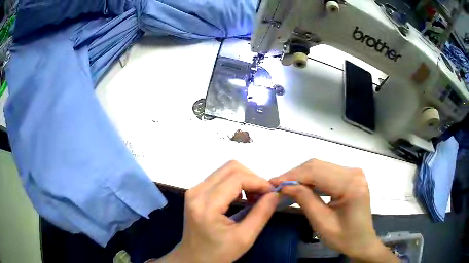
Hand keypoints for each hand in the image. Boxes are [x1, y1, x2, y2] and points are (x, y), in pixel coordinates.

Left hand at [158, 161, 278, 262]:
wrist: (193, 258)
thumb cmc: (218, 253)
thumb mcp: (244, 238)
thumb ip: (261, 214)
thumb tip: (275, 194)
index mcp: (206, 204)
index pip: (237, 178)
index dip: (258, 181)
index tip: (272, 193)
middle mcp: (197, 192)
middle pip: (230, 168)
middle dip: (252, 178)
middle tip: (263, 196)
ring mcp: (194, 190)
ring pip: (225, 171)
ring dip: (244, 180)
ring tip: (253, 199)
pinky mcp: (195, 192)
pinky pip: (219, 178)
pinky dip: (235, 184)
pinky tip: (241, 198)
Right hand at [270, 159, 397, 262]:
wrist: (362, 241)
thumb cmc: (344, 238)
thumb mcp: (321, 223)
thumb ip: (305, 200)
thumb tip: (285, 186)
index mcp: (350, 185)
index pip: (315, 172)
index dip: (292, 176)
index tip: (273, 183)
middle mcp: (354, 172)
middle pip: (318, 165)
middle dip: (295, 174)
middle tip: (277, 185)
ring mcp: (354, 172)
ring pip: (321, 166)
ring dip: (302, 175)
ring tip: (286, 186)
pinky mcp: (351, 176)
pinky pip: (327, 171)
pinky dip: (312, 178)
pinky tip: (302, 186)